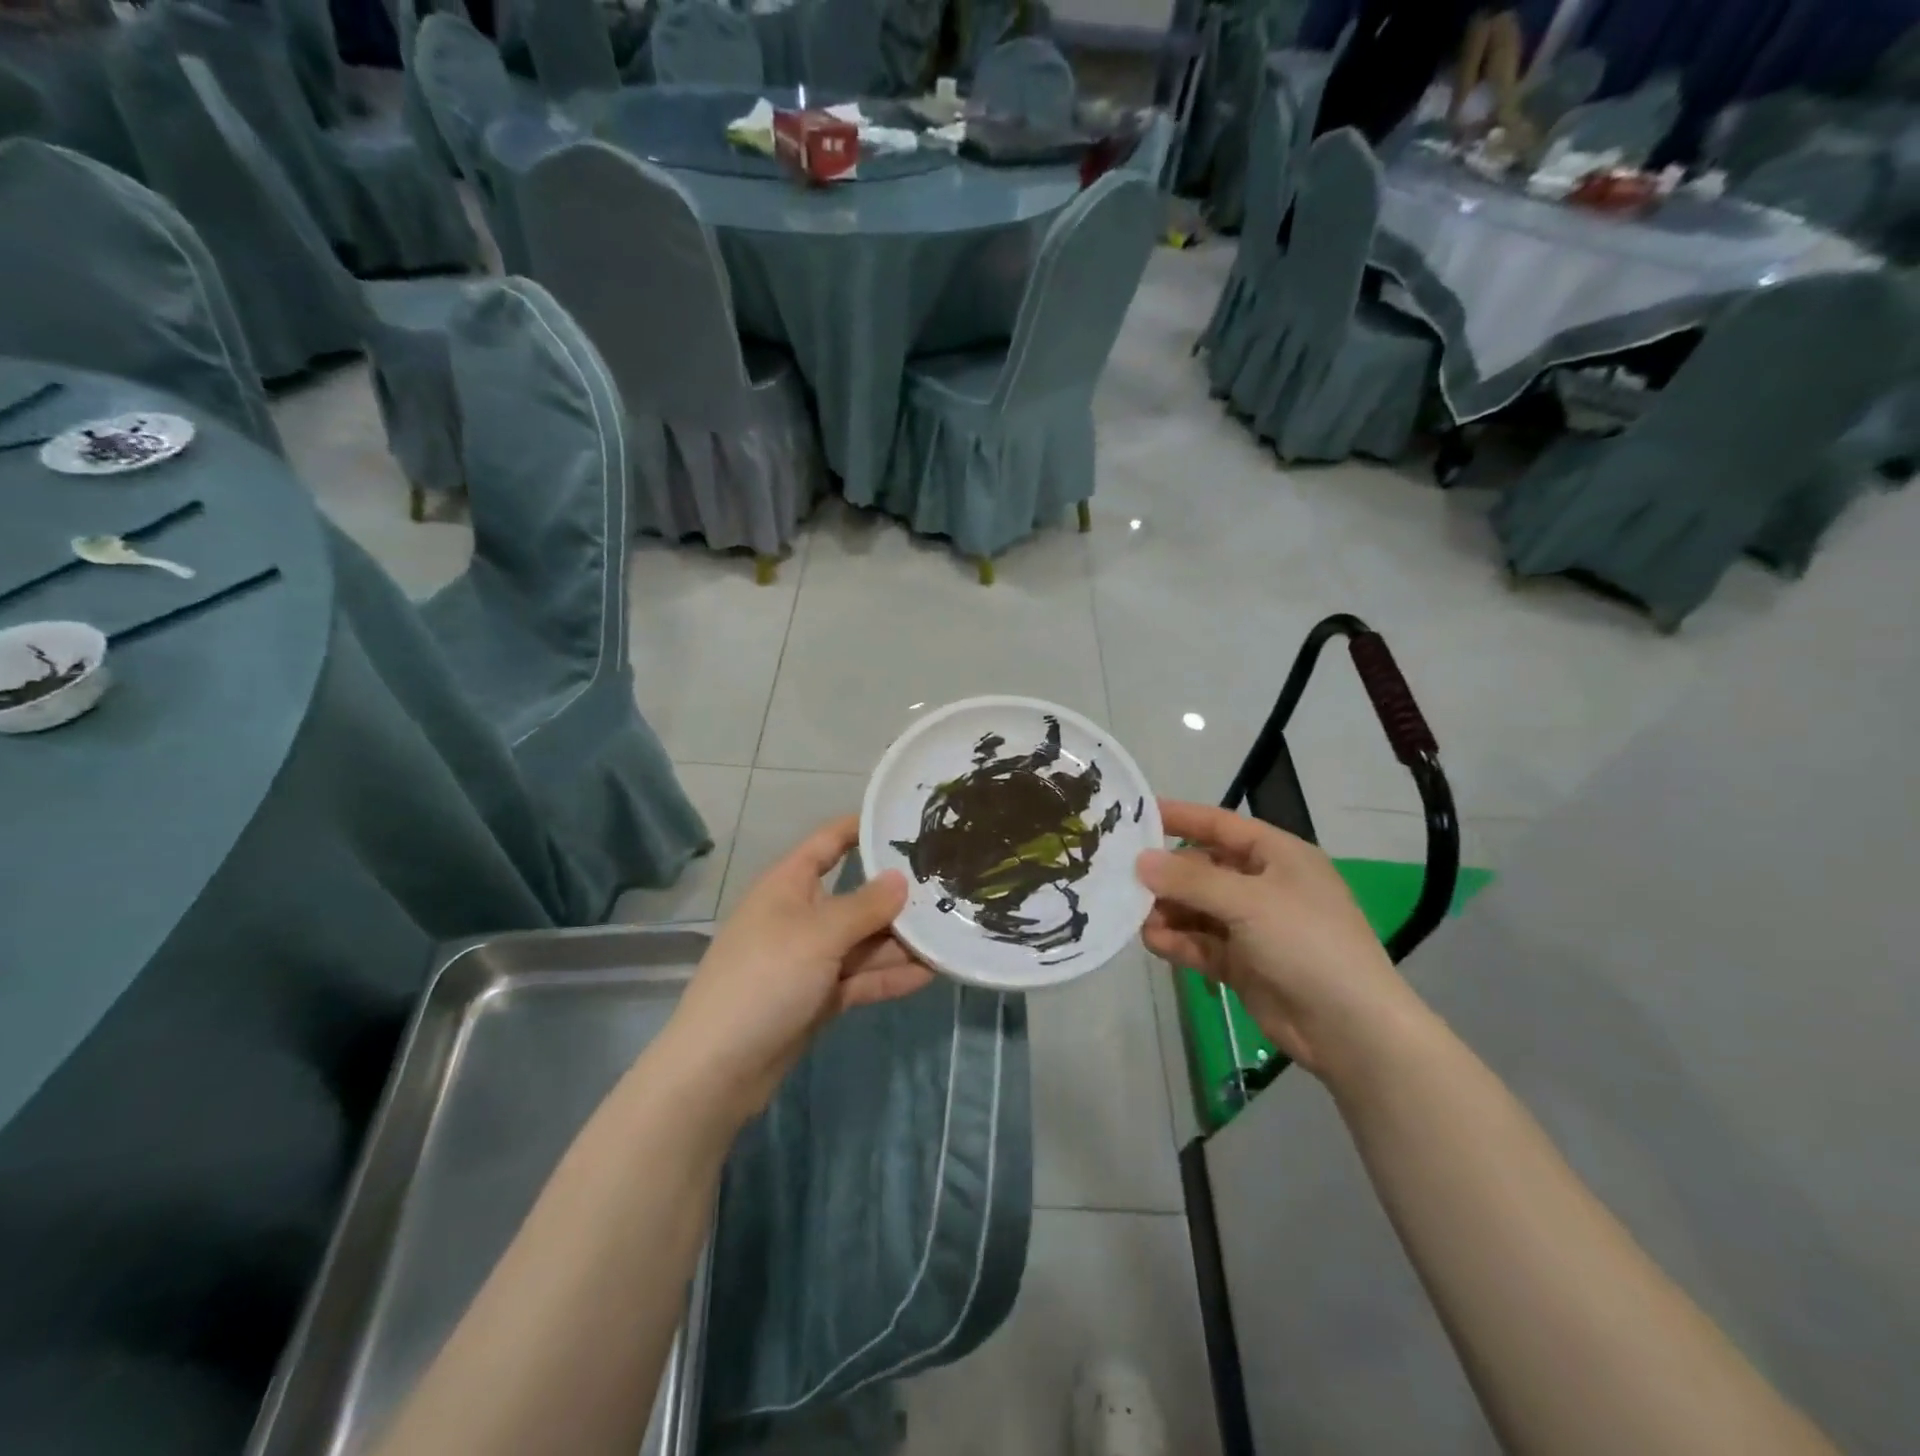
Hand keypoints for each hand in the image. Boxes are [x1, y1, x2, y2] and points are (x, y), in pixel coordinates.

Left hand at [664, 816, 933, 1121]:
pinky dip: (890, 976)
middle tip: (950, 887)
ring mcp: (811, 959)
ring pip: (865, 941)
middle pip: (857, 896)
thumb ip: (865, 906)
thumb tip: (901, 878)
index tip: (906, 820)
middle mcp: (802, 915)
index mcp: (789, 885)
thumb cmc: (765, 979)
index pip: (828, 843)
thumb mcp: (818, 934)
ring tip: (952, 933)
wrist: (719, 1068)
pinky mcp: (819, 997)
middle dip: (898, 895)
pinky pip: (862, 978)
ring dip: (903, 941)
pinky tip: (931, 973)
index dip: (861, 828)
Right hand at [1135, 800, 1424, 1082]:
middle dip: (1167, 876)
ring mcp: (1253, 927)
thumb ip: (1191, 880)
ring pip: (1198, 909)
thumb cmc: (1306, 943)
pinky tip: (1153, 942)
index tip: (1136, 814)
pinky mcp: (1243, 963)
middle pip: (1203, 870)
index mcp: (1277, 856)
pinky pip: (1201, 943)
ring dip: (1168, 912)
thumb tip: (1140, 862)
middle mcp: (1263, 885)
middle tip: (1124, 880)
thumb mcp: (1248, 902)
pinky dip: (1178, 942)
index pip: (1220, 825)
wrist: (1350, 1028)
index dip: (1181, 817)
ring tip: (1137, 919)